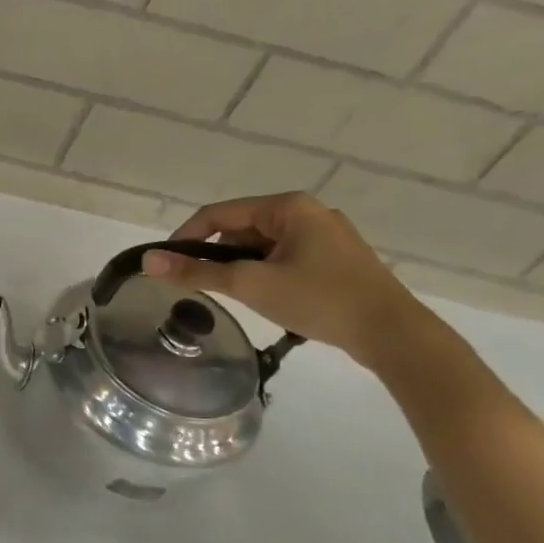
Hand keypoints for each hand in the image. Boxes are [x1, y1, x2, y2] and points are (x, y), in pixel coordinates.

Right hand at [143, 192, 431, 368]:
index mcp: (288, 207)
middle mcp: (308, 212)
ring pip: (261, 245)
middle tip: (205, 286)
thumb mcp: (250, 285)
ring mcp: (326, 235)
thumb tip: (148, 262)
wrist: (395, 335)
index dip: (185, 237)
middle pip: (239, 228)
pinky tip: (268, 297)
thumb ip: (197, 272)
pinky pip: (283, 256)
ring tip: (239, 296)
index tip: (167, 265)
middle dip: (217, 255)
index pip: (218, 213)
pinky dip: (265, 272)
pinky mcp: (336, 258)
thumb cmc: (320, 300)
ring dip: (242, 266)